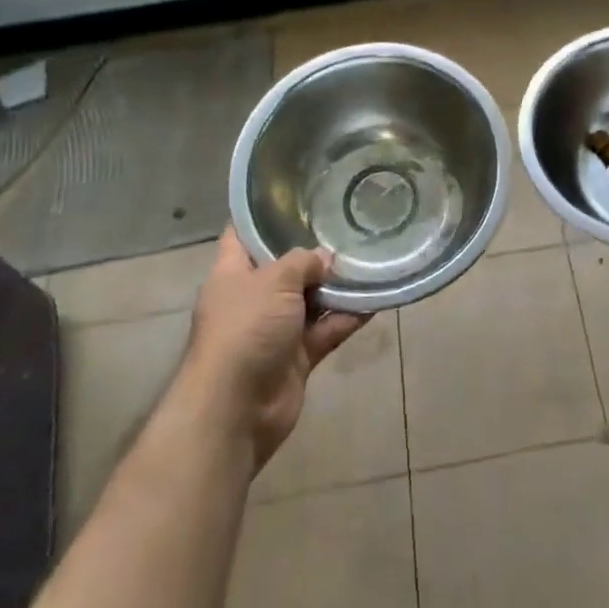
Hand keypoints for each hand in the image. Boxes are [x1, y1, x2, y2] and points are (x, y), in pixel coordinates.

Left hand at [171, 229, 368, 470]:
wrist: (236, 410)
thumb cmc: (245, 330)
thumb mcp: (274, 281)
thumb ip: (302, 262)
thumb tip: (324, 259)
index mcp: (232, 274)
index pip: (243, 235)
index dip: (264, 216)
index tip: (297, 197)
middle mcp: (252, 298)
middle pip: (284, 268)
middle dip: (313, 253)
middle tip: (347, 227)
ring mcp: (275, 330)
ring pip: (310, 300)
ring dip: (337, 287)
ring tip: (369, 260)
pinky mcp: (296, 357)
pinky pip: (326, 330)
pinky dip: (347, 318)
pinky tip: (375, 300)